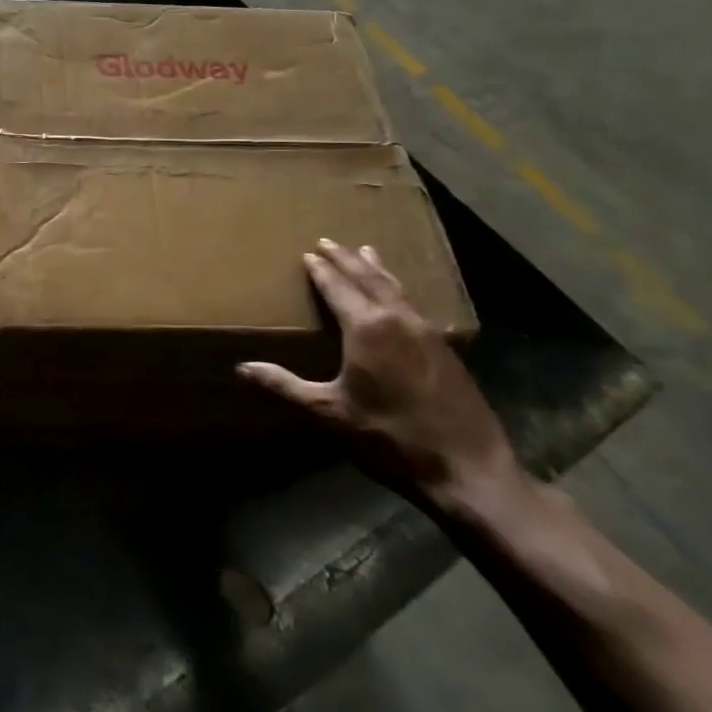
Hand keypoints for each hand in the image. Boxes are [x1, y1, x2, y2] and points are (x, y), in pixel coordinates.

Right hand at [236, 240, 523, 515]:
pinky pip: (413, 304)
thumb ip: (285, 387)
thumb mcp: (330, 414)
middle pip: (368, 278)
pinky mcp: (445, 349)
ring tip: (366, 251)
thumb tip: (242, 368)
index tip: (308, 253)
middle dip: (347, 259)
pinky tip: (399, 297)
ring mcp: (426, 332)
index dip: (321, 270)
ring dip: (376, 268)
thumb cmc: (390, 438)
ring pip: (395, 287)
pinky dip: (397, 289)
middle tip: (329, 241)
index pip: (338, 288)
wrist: (469, 470)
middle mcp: (397, 319)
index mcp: (366, 328)